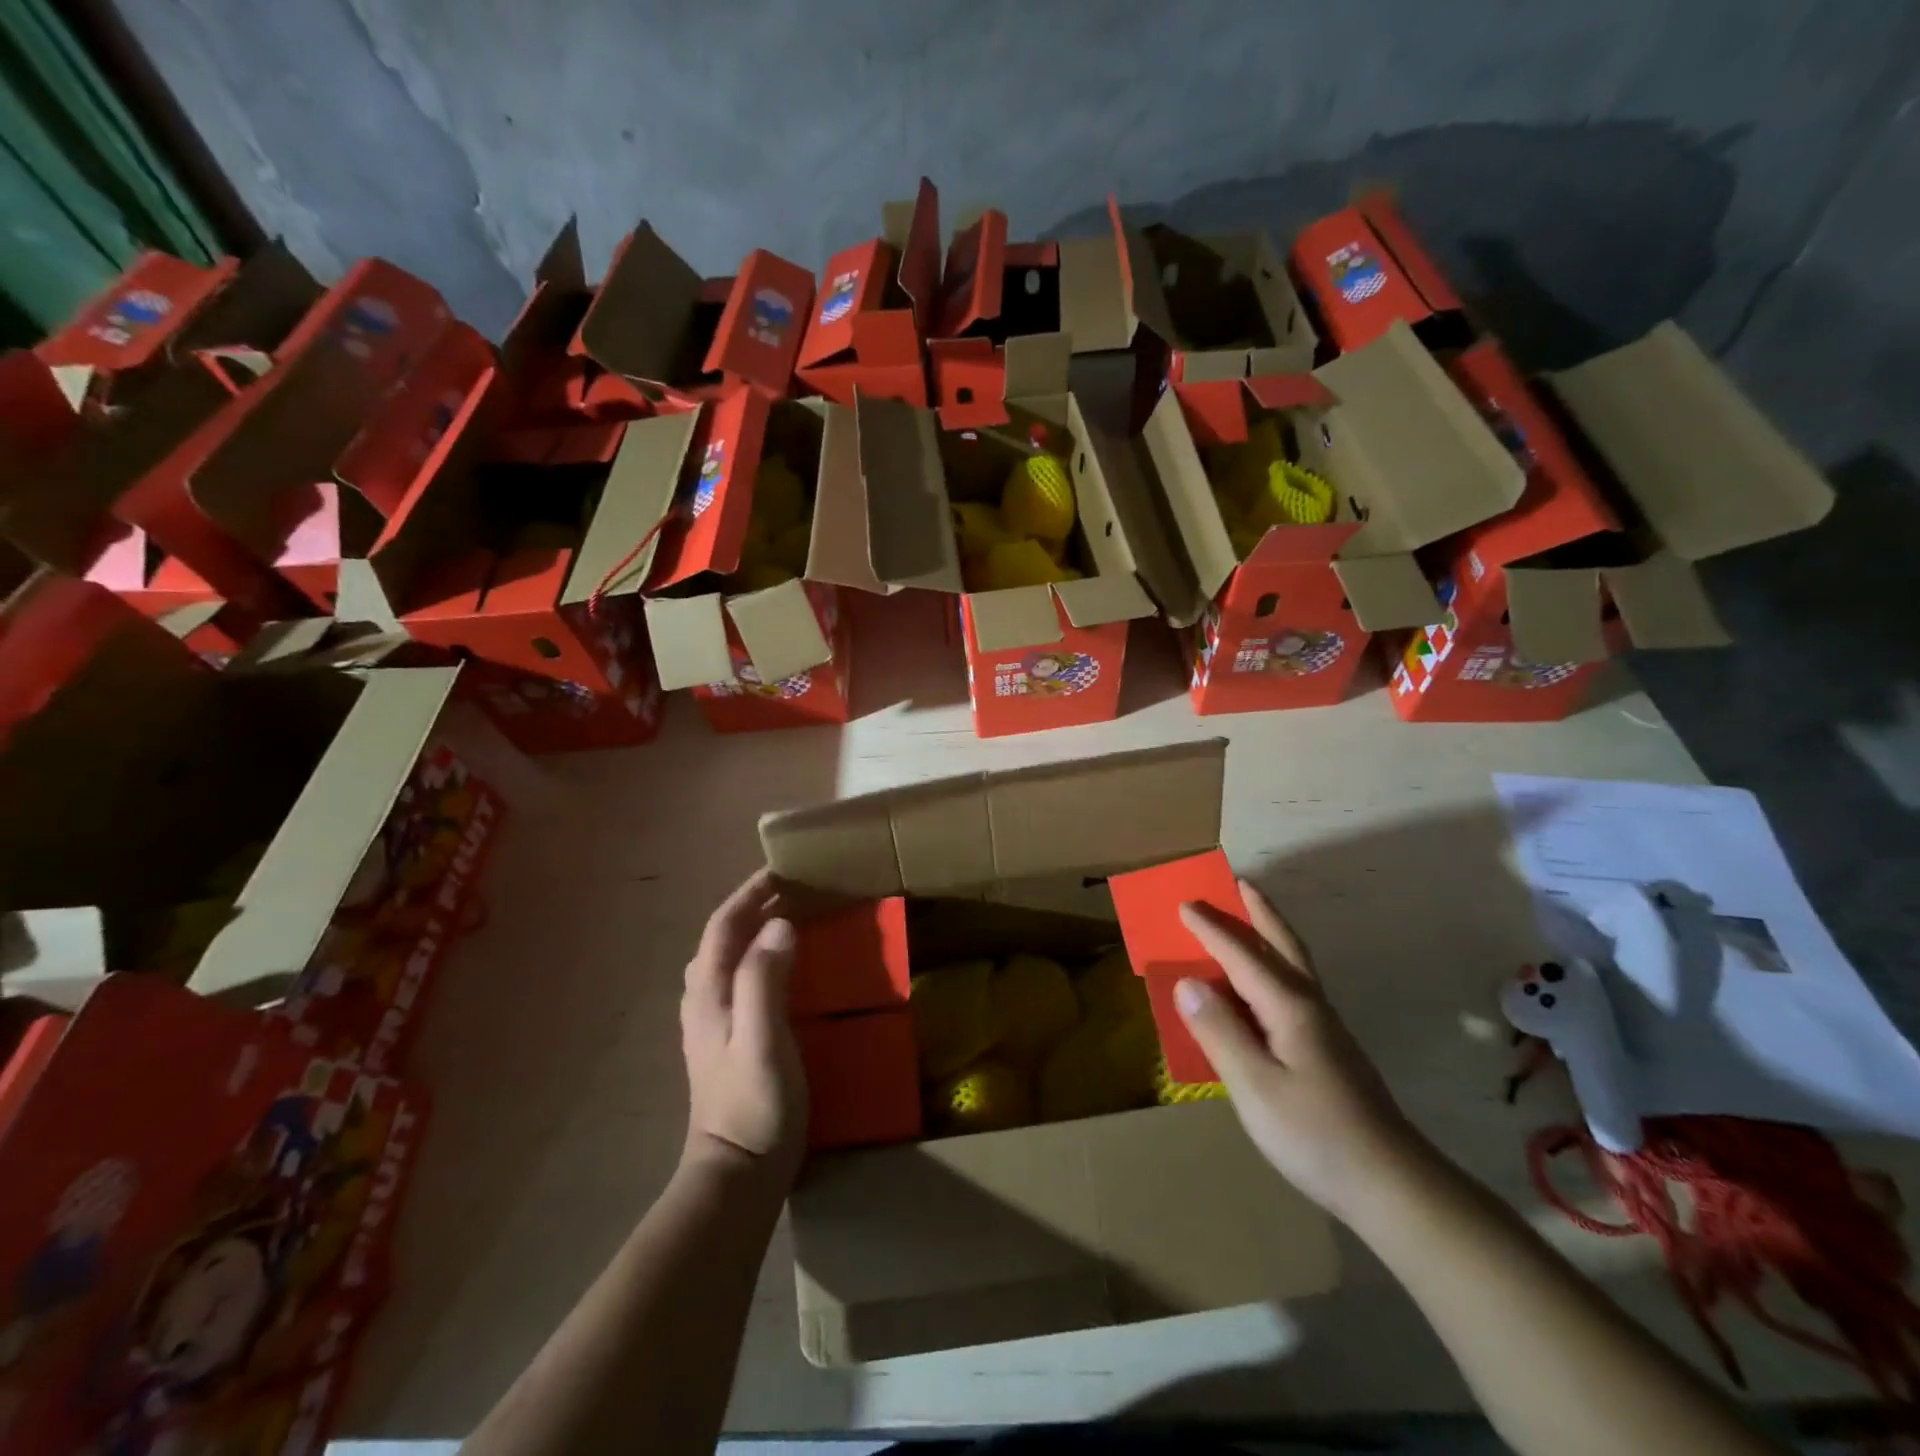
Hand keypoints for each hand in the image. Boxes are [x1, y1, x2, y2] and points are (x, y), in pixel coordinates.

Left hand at [680, 868, 806, 1184]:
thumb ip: (765, 980)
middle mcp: (704, 1001)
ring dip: (751, 930)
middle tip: (791, 888)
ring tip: (786, 917)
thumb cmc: (755, 1104)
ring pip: (726, 959)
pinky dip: (756, 956)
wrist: (738, 1173)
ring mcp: (711, 1024)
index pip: (723, 926)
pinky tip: (778, 967)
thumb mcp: (763, 1039)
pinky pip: (737, 979)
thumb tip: (780, 925)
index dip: (748, 894)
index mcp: (710, 994)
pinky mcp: (725, 1041)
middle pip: (721, 938)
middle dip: (751, 906)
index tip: (780, 870)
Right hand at [1176, 880, 1428, 1223]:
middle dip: (1257, 912)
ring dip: (1268, 933)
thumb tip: (1186, 982)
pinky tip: (1262, 986)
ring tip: (1249, 917)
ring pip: (1293, 963)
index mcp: (1289, 1007)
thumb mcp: (1255, 1087)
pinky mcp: (1328, 1048)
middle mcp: (1309, 1005)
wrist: (1393, 1185)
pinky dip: (1274, 965)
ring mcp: (1324, 1027)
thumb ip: (1218, 1031)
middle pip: (1281, 944)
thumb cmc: (1316, 1135)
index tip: (1183, 904)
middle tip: (1238, 883)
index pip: (1241, 955)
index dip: (1210, 929)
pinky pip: (1293, 987)